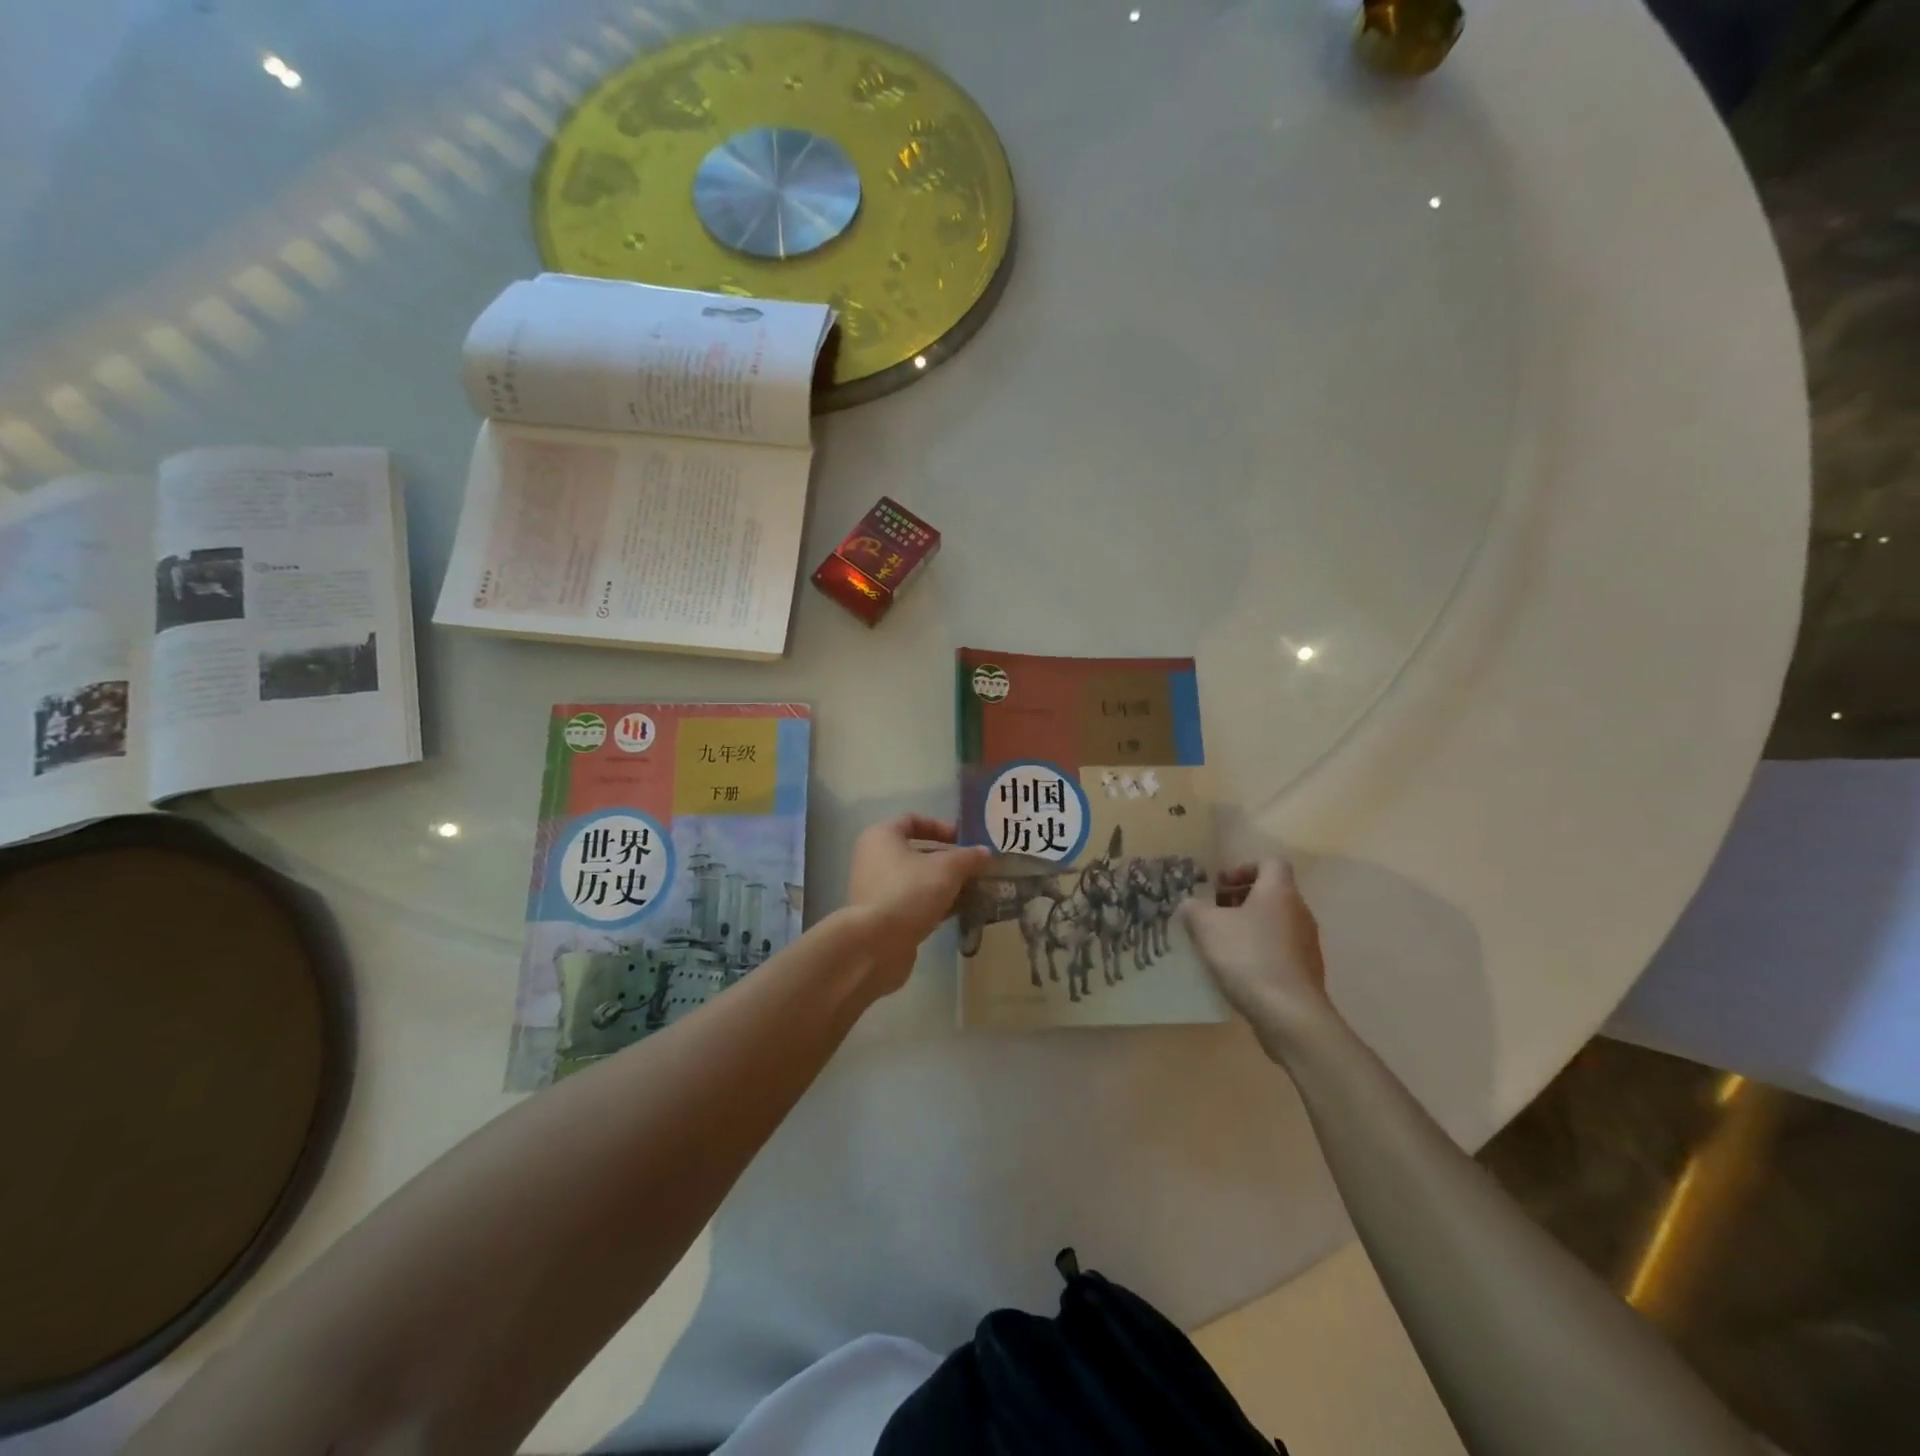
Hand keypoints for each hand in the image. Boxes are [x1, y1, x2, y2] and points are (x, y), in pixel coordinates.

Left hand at [844, 815, 992, 992]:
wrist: (876, 944)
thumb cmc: (909, 892)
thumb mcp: (947, 869)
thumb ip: (968, 857)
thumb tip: (985, 852)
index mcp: (882, 836)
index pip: (913, 821)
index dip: (941, 827)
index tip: (964, 840)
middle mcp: (874, 859)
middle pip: (917, 852)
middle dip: (948, 859)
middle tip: (975, 868)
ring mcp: (877, 889)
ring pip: (917, 879)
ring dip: (945, 884)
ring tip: (974, 890)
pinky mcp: (883, 917)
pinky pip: (914, 902)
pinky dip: (935, 904)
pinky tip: (960, 911)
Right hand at [1179, 859, 1329, 1043]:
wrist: (1290, 1014)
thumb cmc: (1247, 957)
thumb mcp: (1206, 927)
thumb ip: (1193, 908)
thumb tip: (1190, 904)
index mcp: (1279, 891)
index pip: (1269, 863)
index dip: (1243, 869)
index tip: (1220, 886)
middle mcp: (1299, 911)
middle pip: (1271, 892)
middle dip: (1240, 899)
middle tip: (1214, 913)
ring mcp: (1307, 942)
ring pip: (1275, 921)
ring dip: (1249, 925)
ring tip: (1221, 943)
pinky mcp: (1307, 970)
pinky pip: (1280, 947)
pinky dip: (1259, 949)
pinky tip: (1238, 968)